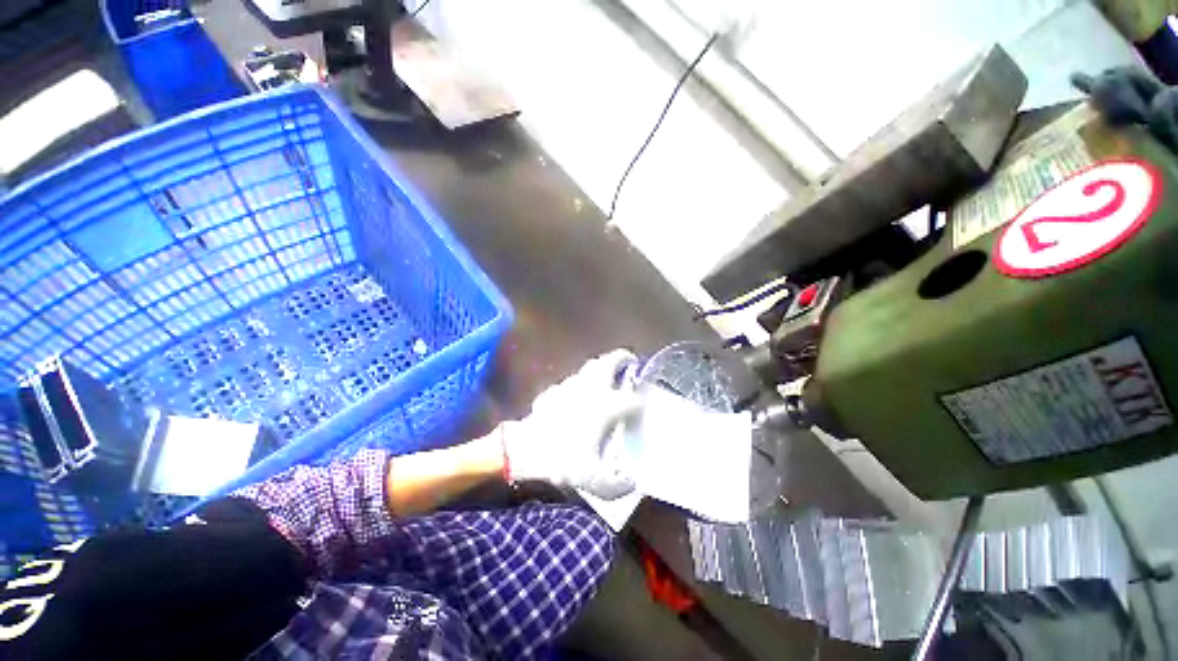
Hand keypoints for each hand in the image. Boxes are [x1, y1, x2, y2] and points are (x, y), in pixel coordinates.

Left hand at [501, 350, 642, 498]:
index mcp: (605, 407)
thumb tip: (630, 483)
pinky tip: (576, 395)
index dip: (641, 402)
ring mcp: (569, 387)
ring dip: (599, 368)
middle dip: (622, 358)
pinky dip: (577, 385)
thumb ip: (615, 486)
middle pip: (609, 363)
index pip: (631, 399)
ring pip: (588, 368)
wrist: (523, 450)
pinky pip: (569, 383)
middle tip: (630, 360)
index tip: (644, 405)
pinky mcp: (553, 392)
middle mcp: (590, 390)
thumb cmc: (561, 460)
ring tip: (606, 376)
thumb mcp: (591, 480)